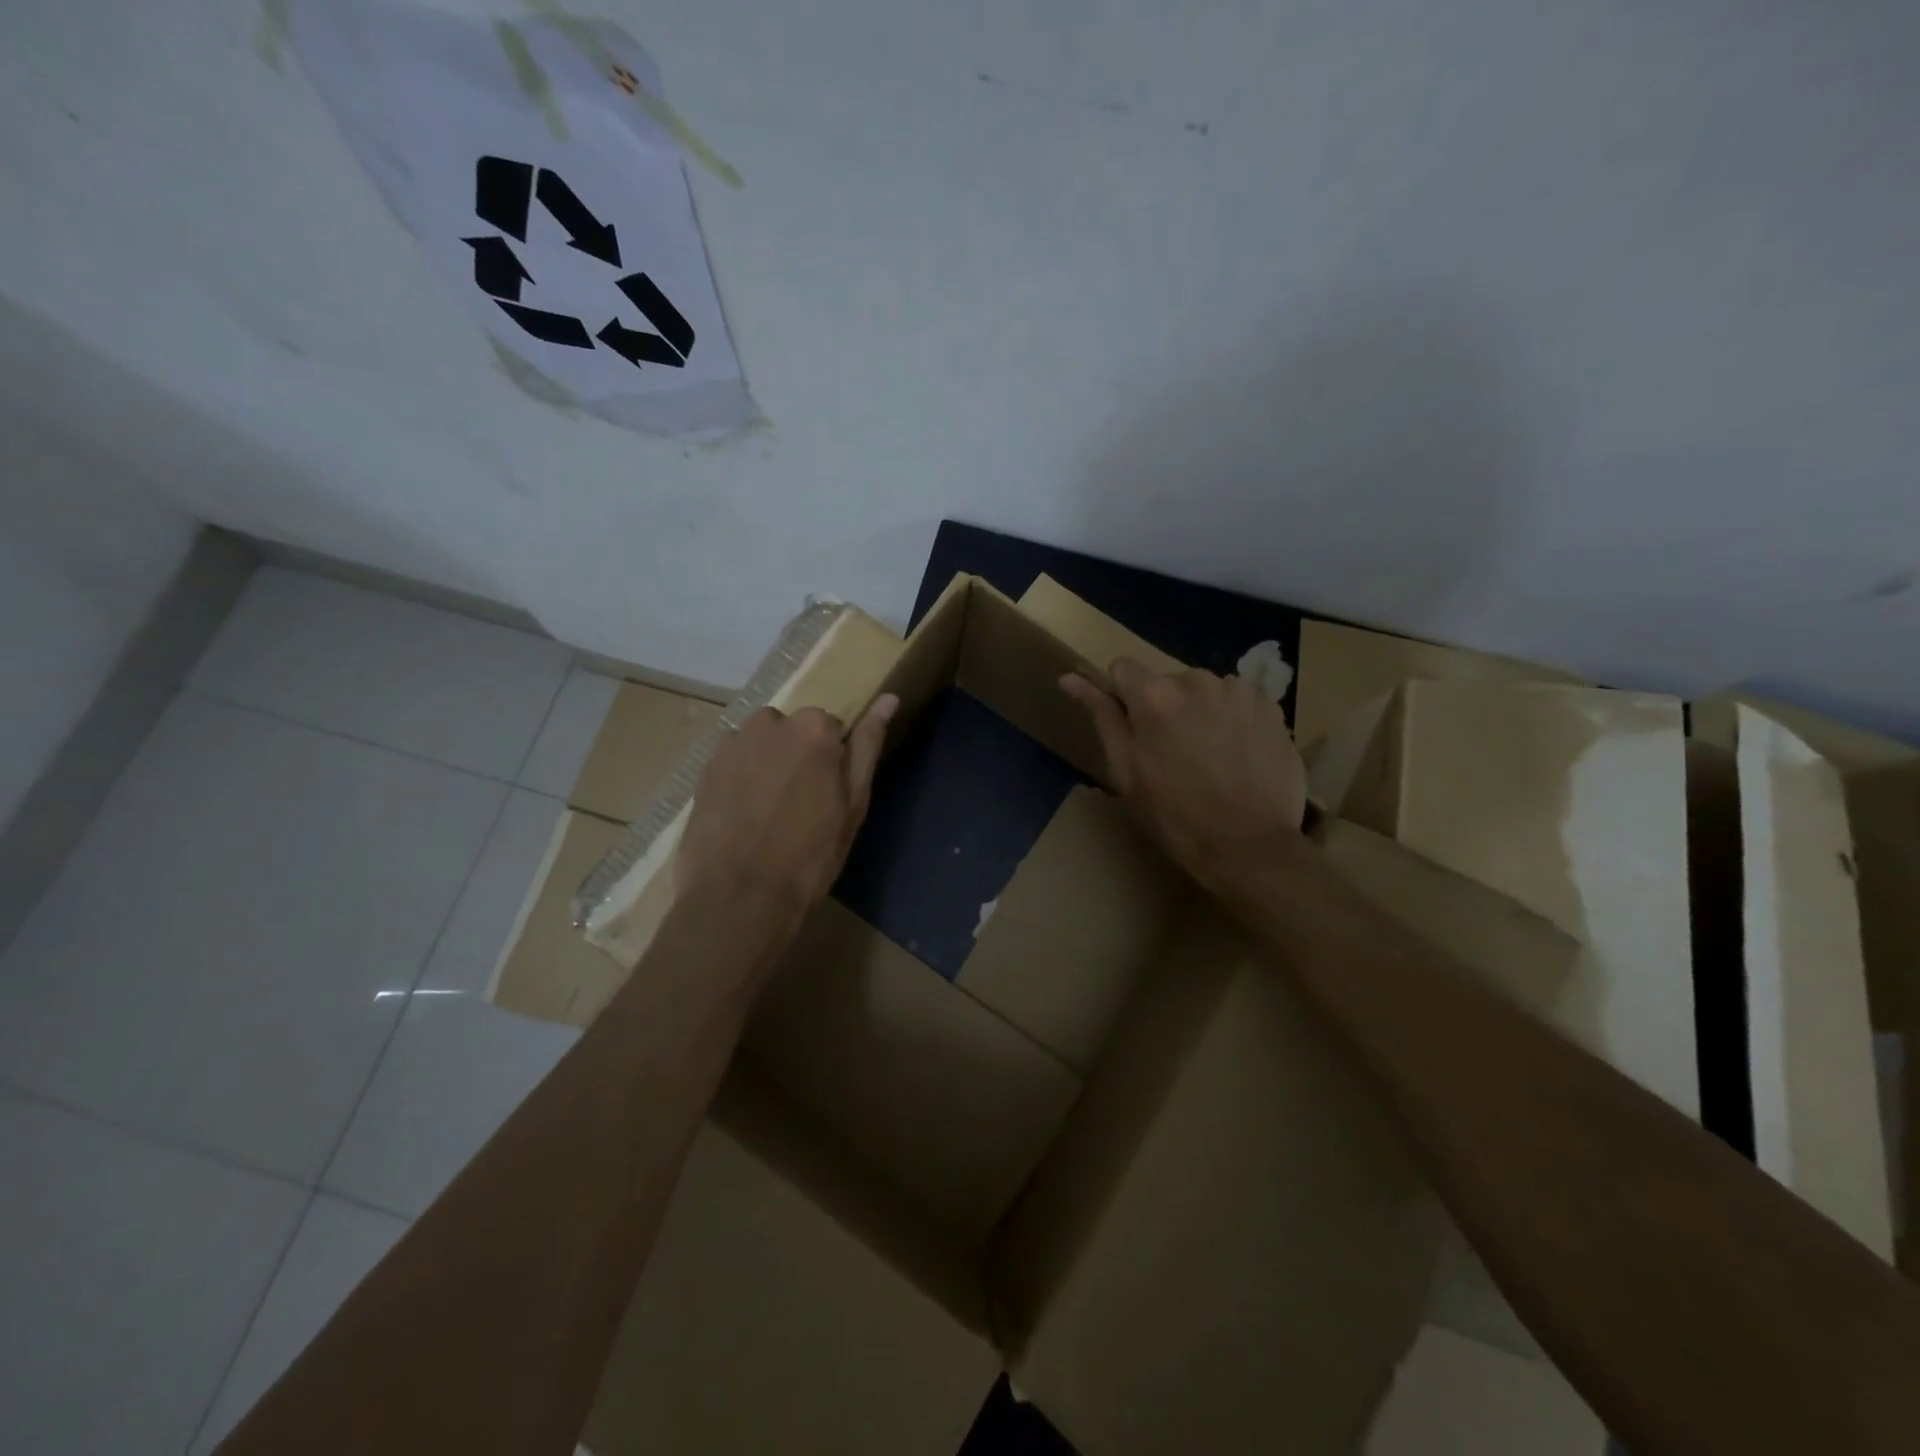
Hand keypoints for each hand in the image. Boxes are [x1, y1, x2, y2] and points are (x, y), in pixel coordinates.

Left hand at [677, 694, 897, 947]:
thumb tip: (889, 697)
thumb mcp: (853, 803)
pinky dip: (739, 781)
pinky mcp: (703, 768)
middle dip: (797, 759)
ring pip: (761, 746)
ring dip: (767, 767)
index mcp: (814, 728)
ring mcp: (732, 743)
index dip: (832, 765)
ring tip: (766, 815)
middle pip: (792, 733)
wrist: (739, 896)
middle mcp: (770, 722)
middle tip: (798, 808)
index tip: (827, 797)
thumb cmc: (810, 854)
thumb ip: (868, 745)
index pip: (831, 731)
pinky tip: (742, 818)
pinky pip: (733, 763)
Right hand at [1060, 660, 1305, 891]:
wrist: (1249, 845)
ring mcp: (1239, 691)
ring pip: (1206, 691)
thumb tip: (1069, 677)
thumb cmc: (1174, 814)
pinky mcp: (1271, 707)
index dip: (1122, 697)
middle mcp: (1197, 679)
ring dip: (1201, 712)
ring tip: (1210, 756)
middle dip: (1165, 707)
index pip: (1123, 668)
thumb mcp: (1125, 770)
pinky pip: (1240, 702)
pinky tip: (1238, 755)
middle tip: (1173, 753)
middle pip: (1168, 681)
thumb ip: (1100, 715)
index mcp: (1154, 694)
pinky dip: (1234, 720)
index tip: (1132, 728)